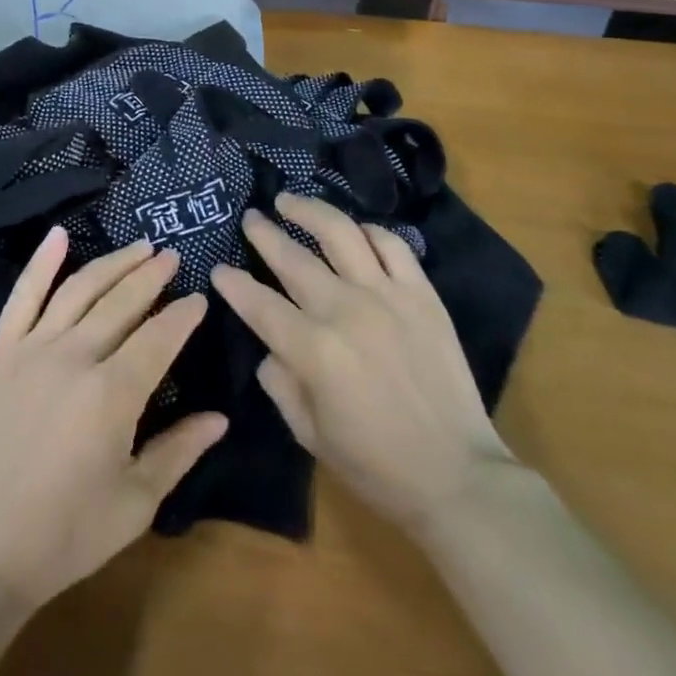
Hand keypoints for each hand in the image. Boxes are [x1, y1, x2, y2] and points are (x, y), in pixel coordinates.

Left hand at [0, 229, 227, 610]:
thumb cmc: (65, 534)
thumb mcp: (135, 503)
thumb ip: (179, 451)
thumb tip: (220, 416)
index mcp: (113, 394)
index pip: (159, 337)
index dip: (184, 315)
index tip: (200, 298)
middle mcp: (75, 357)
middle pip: (123, 302)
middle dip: (153, 276)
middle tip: (174, 257)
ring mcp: (32, 350)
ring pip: (80, 290)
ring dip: (113, 263)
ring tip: (140, 247)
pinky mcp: (0, 354)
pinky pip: (22, 296)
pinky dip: (41, 262)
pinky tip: (59, 235)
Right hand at [211, 193, 518, 537]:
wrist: (456, 474)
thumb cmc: (375, 463)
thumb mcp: (309, 433)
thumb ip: (280, 383)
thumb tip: (272, 348)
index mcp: (312, 350)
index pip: (259, 304)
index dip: (234, 284)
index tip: (219, 268)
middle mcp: (344, 310)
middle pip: (293, 258)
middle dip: (263, 234)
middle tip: (250, 217)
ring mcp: (387, 295)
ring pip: (340, 233)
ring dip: (309, 211)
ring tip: (289, 201)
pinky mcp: (422, 294)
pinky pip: (392, 246)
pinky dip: (368, 231)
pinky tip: (354, 230)